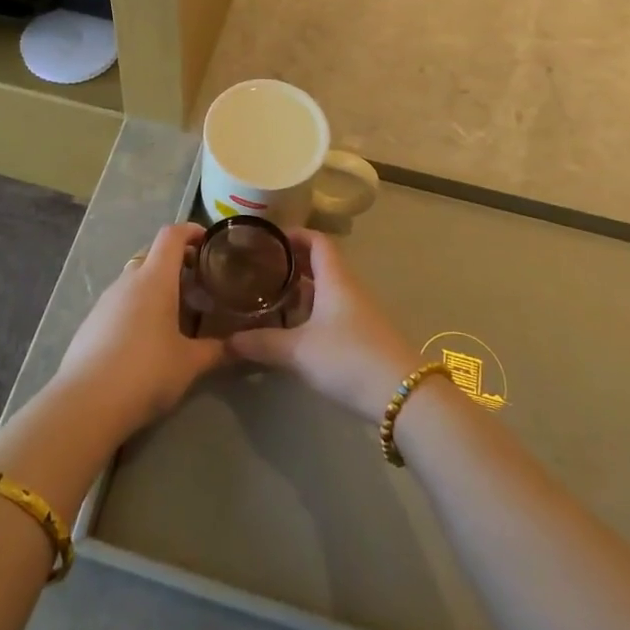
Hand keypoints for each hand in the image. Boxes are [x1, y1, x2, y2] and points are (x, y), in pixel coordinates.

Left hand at [55, 224, 224, 436]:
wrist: (86, 403)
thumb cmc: (146, 372)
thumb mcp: (190, 363)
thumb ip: (218, 350)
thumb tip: (244, 345)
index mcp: (154, 278)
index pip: (171, 235)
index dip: (191, 230)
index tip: (208, 241)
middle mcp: (128, 280)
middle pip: (153, 254)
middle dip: (176, 261)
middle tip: (198, 283)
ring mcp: (106, 300)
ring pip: (135, 278)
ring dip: (155, 285)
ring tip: (176, 312)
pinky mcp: (91, 322)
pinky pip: (120, 301)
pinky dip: (137, 305)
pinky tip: (146, 337)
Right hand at [229, 229, 419, 421]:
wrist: (403, 396)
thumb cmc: (348, 358)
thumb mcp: (298, 351)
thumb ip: (261, 343)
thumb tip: (226, 341)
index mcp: (335, 278)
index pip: (317, 240)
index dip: (294, 234)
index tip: (267, 239)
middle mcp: (348, 288)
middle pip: (321, 263)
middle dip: (292, 262)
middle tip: (260, 268)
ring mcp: (359, 312)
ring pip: (327, 288)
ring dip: (302, 288)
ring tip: (271, 296)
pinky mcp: (364, 335)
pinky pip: (334, 310)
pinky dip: (312, 310)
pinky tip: (295, 328)